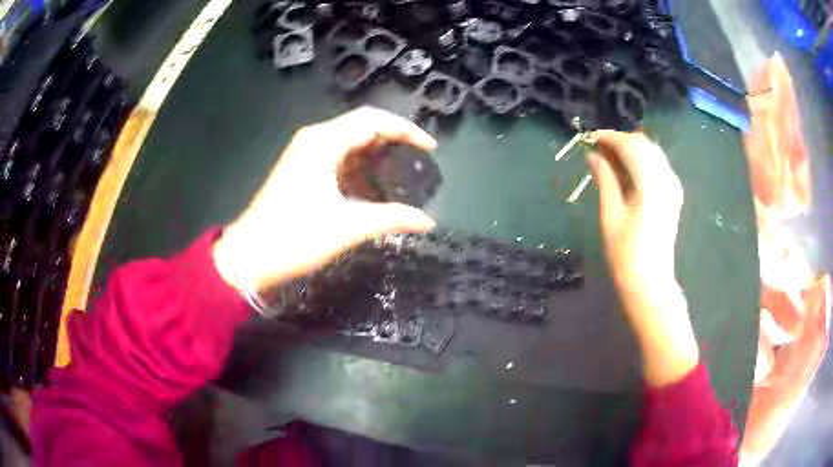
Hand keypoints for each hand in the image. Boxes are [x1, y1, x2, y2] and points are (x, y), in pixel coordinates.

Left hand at [213, 107, 436, 291]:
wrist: (250, 257)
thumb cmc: (296, 236)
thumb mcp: (349, 226)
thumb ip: (392, 218)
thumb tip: (428, 221)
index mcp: (324, 141)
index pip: (373, 120)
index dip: (406, 129)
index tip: (430, 148)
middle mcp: (314, 140)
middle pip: (362, 127)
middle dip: (393, 140)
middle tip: (419, 160)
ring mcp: (305, 155)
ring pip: (349, 143)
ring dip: (376, 155)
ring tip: (402, 172)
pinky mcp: (301, 172)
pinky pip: (337, 160)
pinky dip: (359, 168)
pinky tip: (373, 187)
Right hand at [588, 130, 697, 385]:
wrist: (650, 282)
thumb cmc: (626, 253)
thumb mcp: (611, 214)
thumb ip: (605, 179)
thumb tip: (593, 155)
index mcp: (651, 183)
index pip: (630, 145)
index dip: (609, 137)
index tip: (589, 138)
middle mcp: (666, 179)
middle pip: (644, 144)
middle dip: (620, 140)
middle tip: (597, 148)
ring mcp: (673, 187)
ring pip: (652, 153)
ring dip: (631, 149)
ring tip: (609, 158)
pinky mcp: (674, 195)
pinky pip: (658, 165)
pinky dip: (641, 160)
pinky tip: (627, 170)